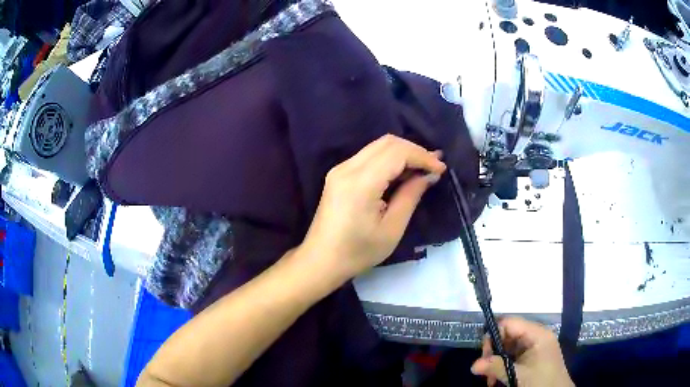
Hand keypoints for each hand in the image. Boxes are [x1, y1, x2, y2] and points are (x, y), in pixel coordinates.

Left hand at [300, 134, 445, 281]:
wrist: (321, 260)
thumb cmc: (357, 252)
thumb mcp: (391, 229)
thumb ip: (410, 196)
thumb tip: (429, 175)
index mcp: (360, 183)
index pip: (397, 153)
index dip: (422, 156)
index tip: (441, 169)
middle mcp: (347, 168)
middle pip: (387, 142)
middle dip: (414, 151)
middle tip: (434, 166)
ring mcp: (340, 169)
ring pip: (377, 146)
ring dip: (402, 153)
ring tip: (423, 168)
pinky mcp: (338, 174)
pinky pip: (368, 156)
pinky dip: (389, 159)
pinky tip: (402, 172)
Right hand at [471, 317, 573, 386]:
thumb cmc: (541, 382)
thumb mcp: (518, 375)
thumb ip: (496, 367)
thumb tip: (473, 365)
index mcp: (537, 334)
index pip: (510, 323)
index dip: (494, 335)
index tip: (484, 355)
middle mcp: (536, 336)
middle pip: (508, 335)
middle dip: (493, 353)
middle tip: (485, 371)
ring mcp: (534, 347)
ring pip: (508, 347)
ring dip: (496, 362)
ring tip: (490, 380)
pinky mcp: (532, 357)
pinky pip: (513, 356)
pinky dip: (503, 366)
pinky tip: (497, 379)